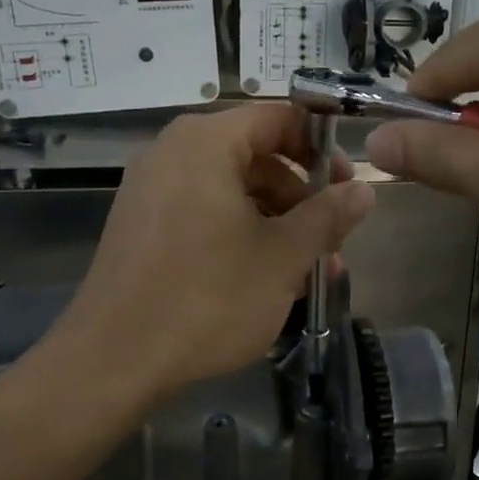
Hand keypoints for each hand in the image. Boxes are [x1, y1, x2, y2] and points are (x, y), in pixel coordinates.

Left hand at [55, 103, 374, 399]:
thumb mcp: (283, 257)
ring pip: (232, 190)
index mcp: (205, 143)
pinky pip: (204, 212)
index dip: (322, 147)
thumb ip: (327, 216)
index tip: (349, 187)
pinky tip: (265, 279)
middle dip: (302, 198)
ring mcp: (151, 190)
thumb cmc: (208, 299)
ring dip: (277, 223)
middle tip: (333, 240)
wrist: (113, 361)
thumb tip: (365, 191)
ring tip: (309, 272)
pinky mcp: (141, 226)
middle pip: (256, 155)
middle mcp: (173, 153)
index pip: (279, 118)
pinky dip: (241, 234)